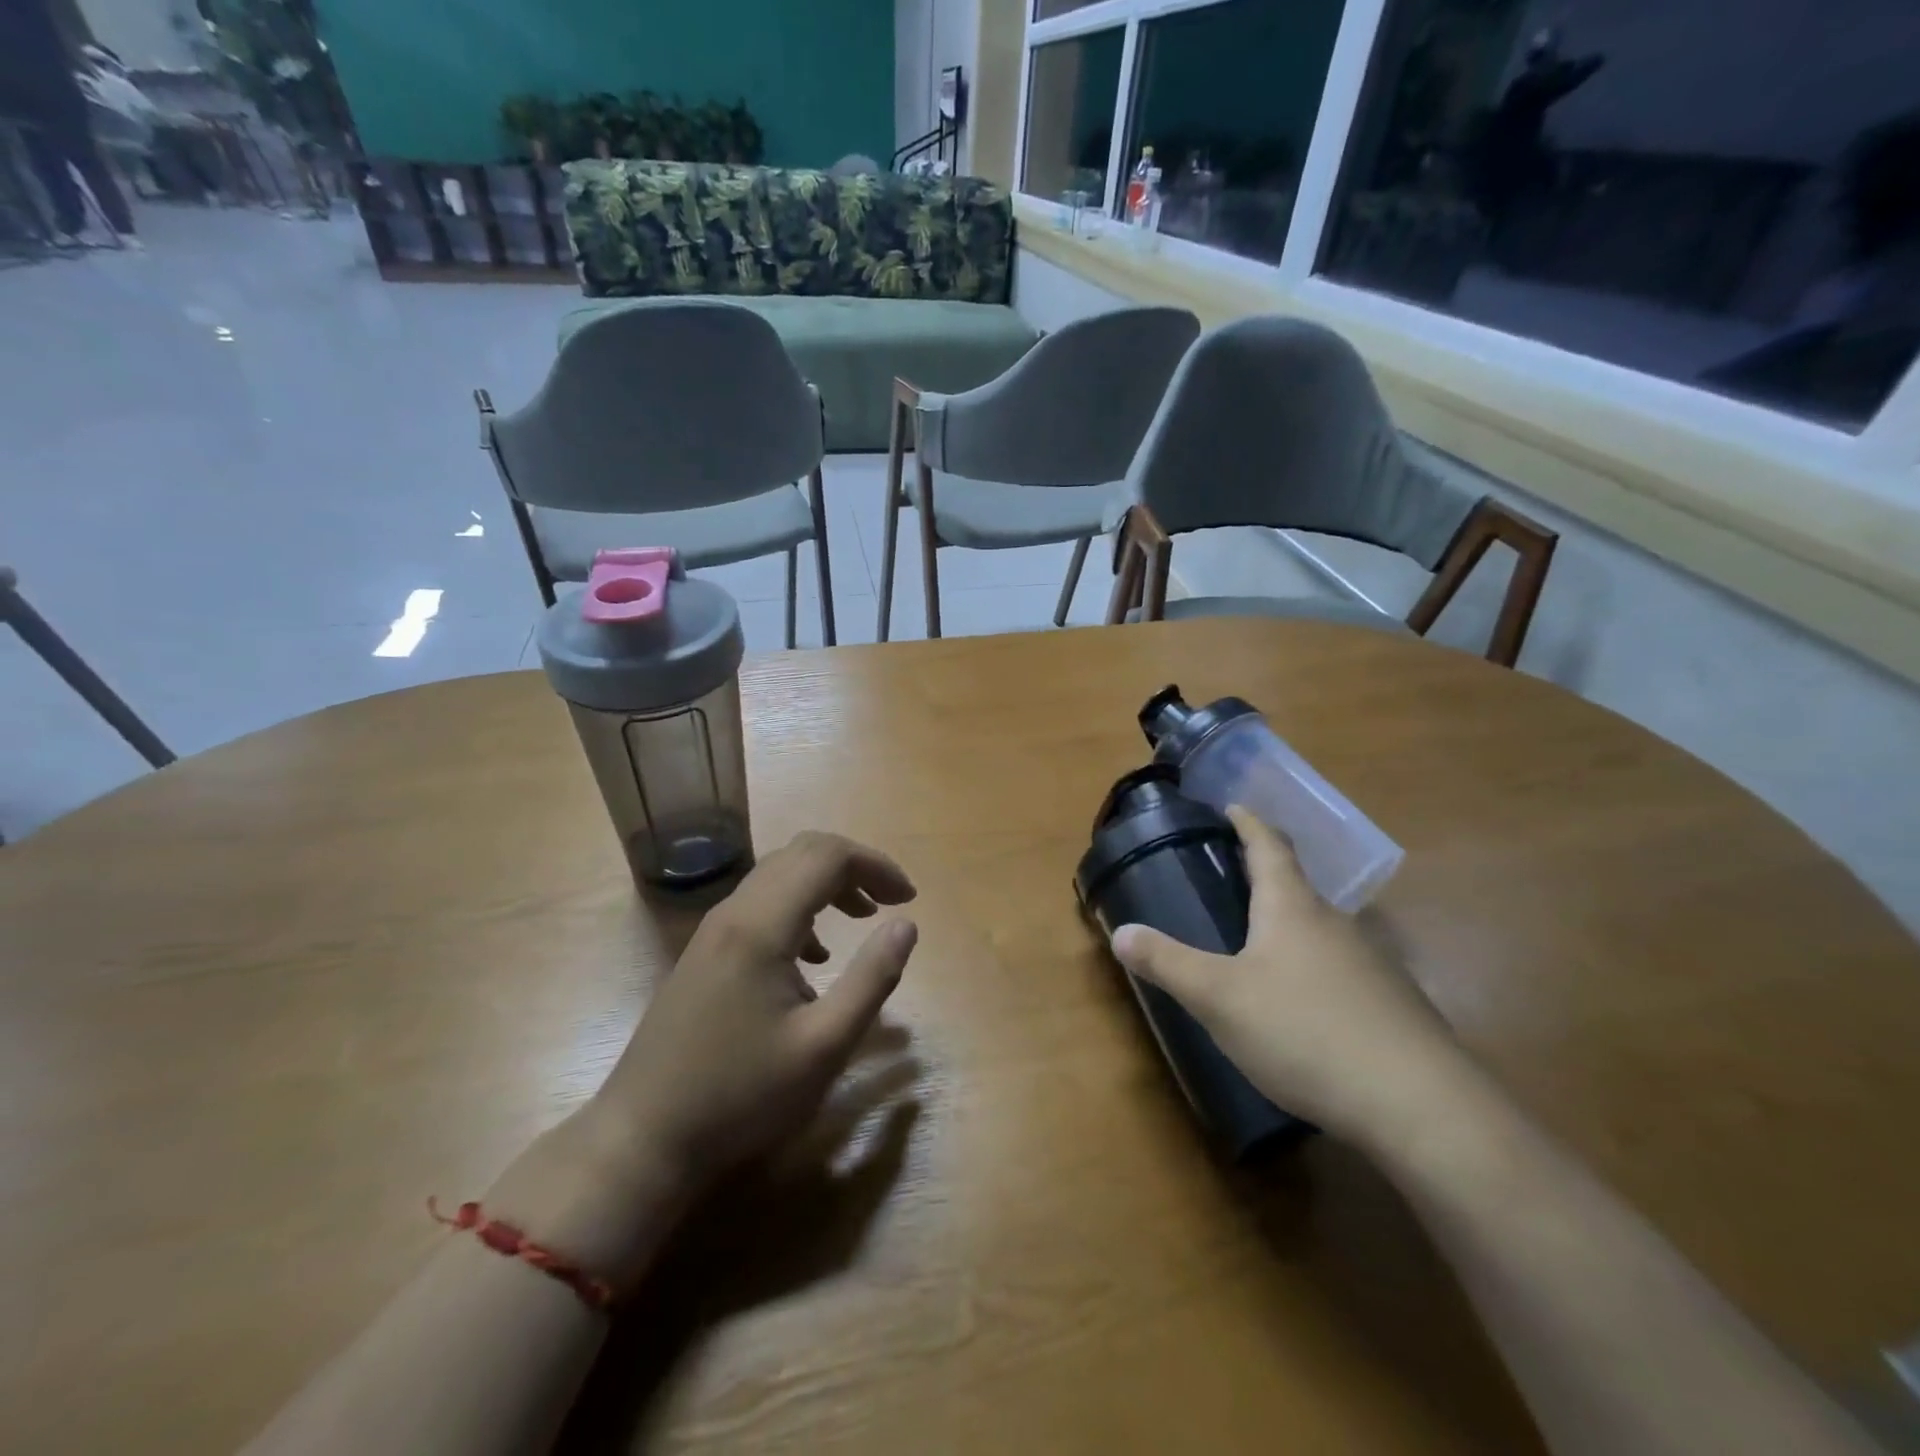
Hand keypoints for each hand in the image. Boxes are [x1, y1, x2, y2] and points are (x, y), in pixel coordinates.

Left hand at [602, 831, 918, 1185]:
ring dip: (827, 884)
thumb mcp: (824, 1045)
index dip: (875, 866)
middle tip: (890, 901)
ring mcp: (713, 930)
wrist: (643, 1138)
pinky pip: (760, 903)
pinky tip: (814, 955)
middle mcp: (734, 912)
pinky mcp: (705, 952)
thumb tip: (906, 925)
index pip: (828, 856)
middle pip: (802, 853)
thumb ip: (872, 978)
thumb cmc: (741, 1095)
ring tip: (863, 918)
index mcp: (762, 925)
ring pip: (779, 875)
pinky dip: (800, 906)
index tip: (909, 899)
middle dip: (855, 866)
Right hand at [1110, 806, 1464, 1142]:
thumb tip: (1120, 931)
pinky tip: (1303, 1004)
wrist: (1419, 1105)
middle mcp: (1336, 923)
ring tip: (1260, 942)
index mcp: (1292, 908)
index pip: (1269, 846)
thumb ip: (1167, 963)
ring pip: (1322, 930)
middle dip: (1266, 876)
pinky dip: (1314, 970)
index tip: (1233, 806)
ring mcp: (1372, 965)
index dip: (1248, 823)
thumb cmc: (1304, 1030)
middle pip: (1298, 886)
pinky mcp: (1393, 1007)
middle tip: (1231, 878)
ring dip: (1290, 925)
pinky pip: (1342, 971)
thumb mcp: (1219, 998)